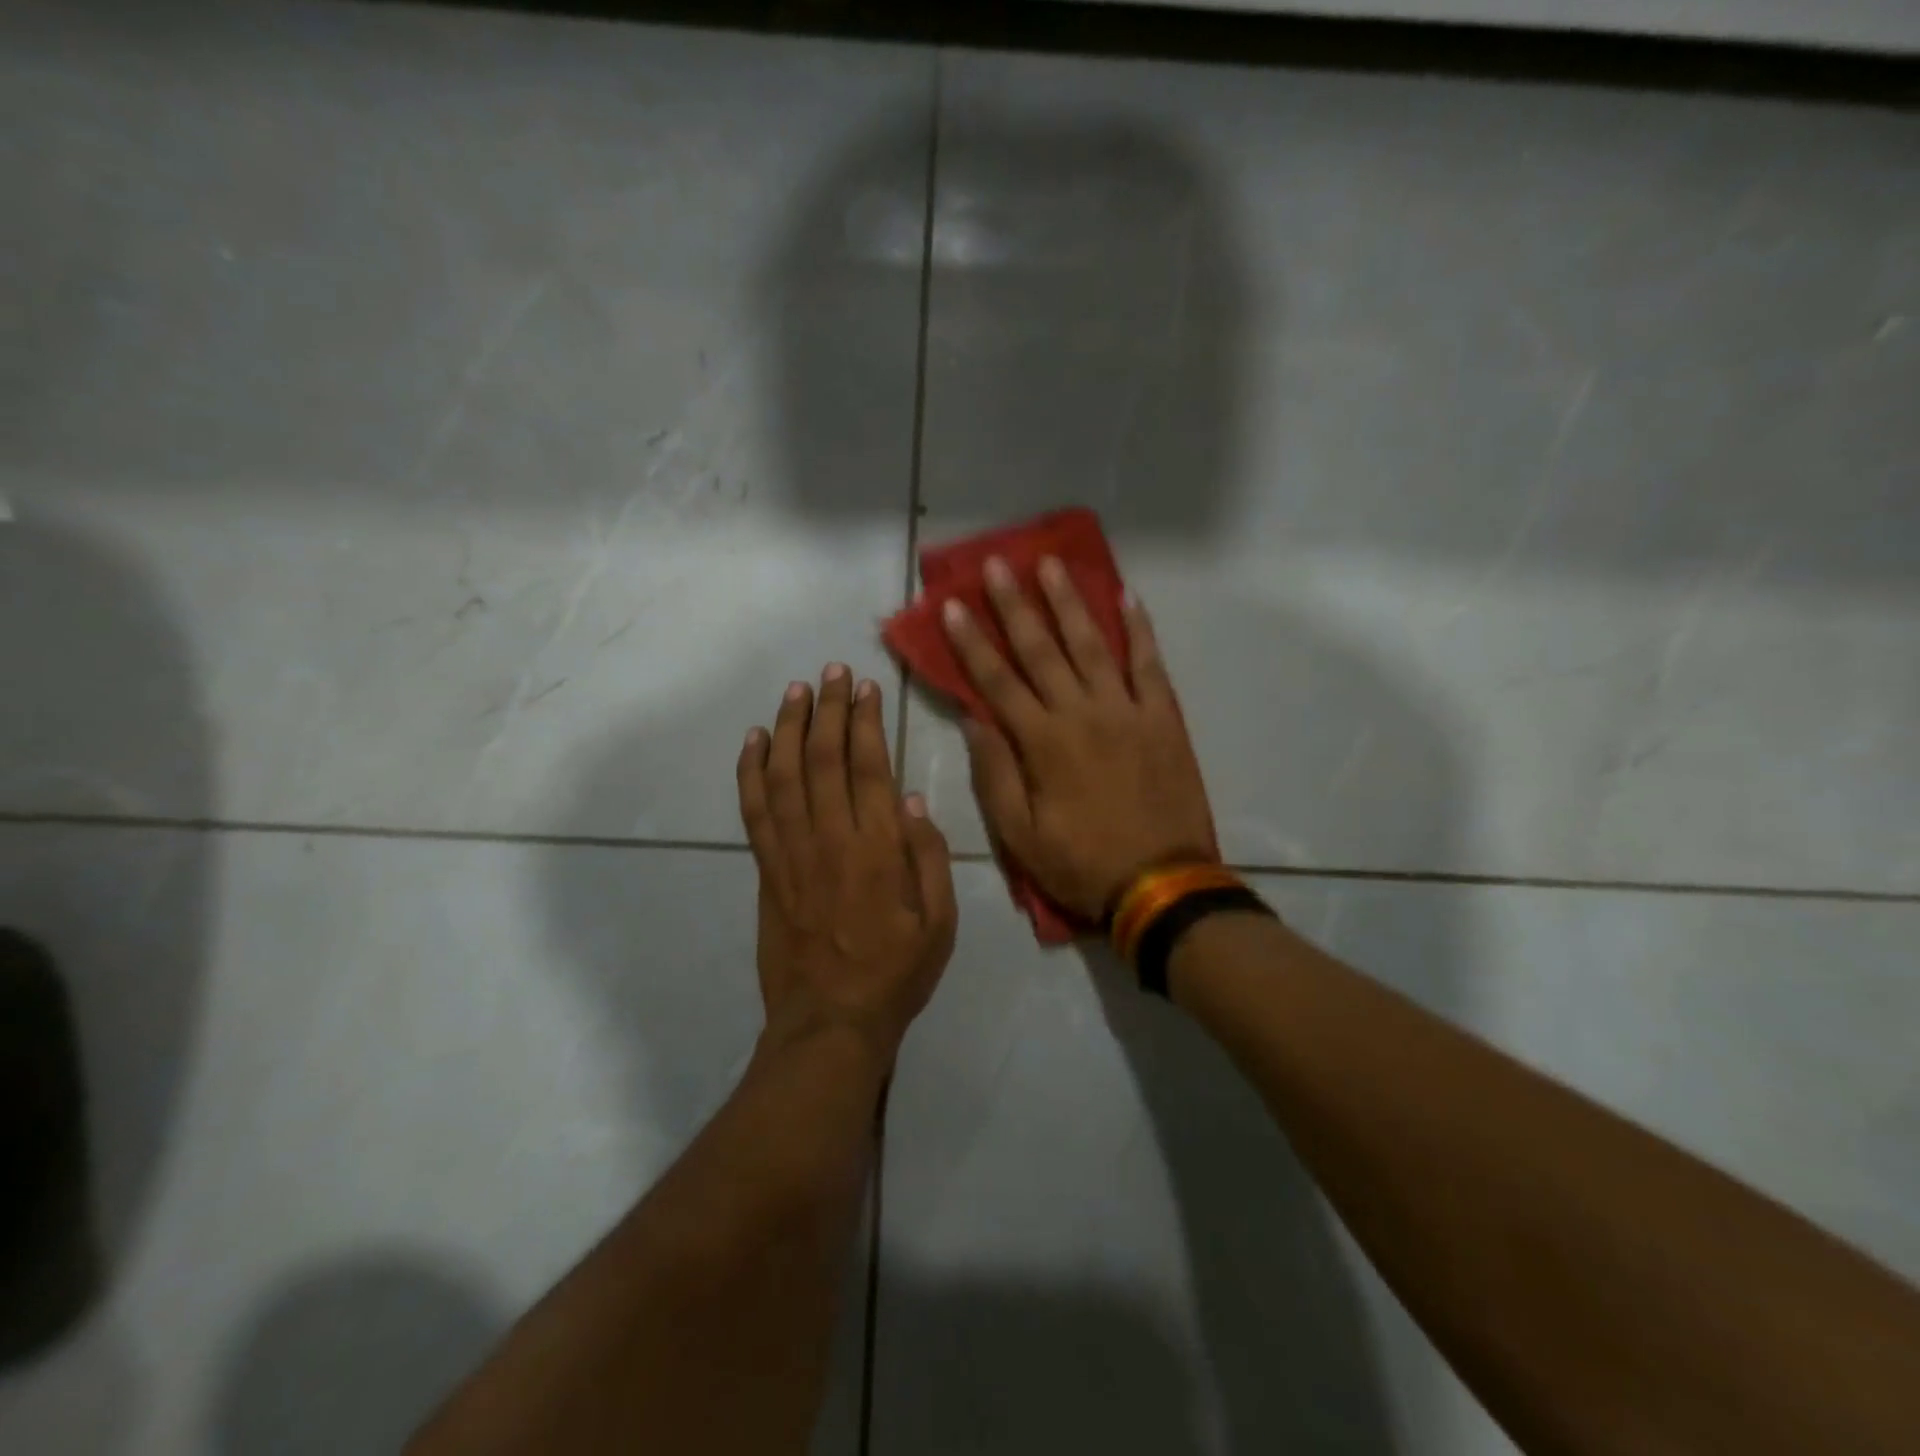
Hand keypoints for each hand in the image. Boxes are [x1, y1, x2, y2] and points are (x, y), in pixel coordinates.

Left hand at [738, 665, 957, 1060]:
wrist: (830, 1023)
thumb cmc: (895, 974)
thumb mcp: (940, 923)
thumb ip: (930, 858)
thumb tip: (915, 799)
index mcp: (879, 850)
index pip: (869, 767)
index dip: (865, 722)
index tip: (866, 687)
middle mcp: (832, 839)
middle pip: (823, 759)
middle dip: (828, 709)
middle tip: (832, 672)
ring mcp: (792, 854)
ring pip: (784, 775)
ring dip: (789, 727)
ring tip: (795, 690)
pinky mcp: (766, 871)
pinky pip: (754, 812)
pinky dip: (750, 771)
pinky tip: (754, 740)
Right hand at [943, 557, 1217, 920]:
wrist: (1161, 884)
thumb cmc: (1081, 863)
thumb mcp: (1020, 835)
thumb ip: (995, 774)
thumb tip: (973, 719)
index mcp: (1042, 743)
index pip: (997, 680)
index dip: (971, 642)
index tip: (953, 605)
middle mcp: (1081, 713)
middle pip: (1041, 649)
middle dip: (1015, 604)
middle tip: (997, 563)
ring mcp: (1127, 710)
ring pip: (1092, 645)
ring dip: (1069, 602)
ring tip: (1051, 564)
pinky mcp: (1163, 718)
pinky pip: (1150, 664)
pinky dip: (1140, 629)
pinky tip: (1127, 596)